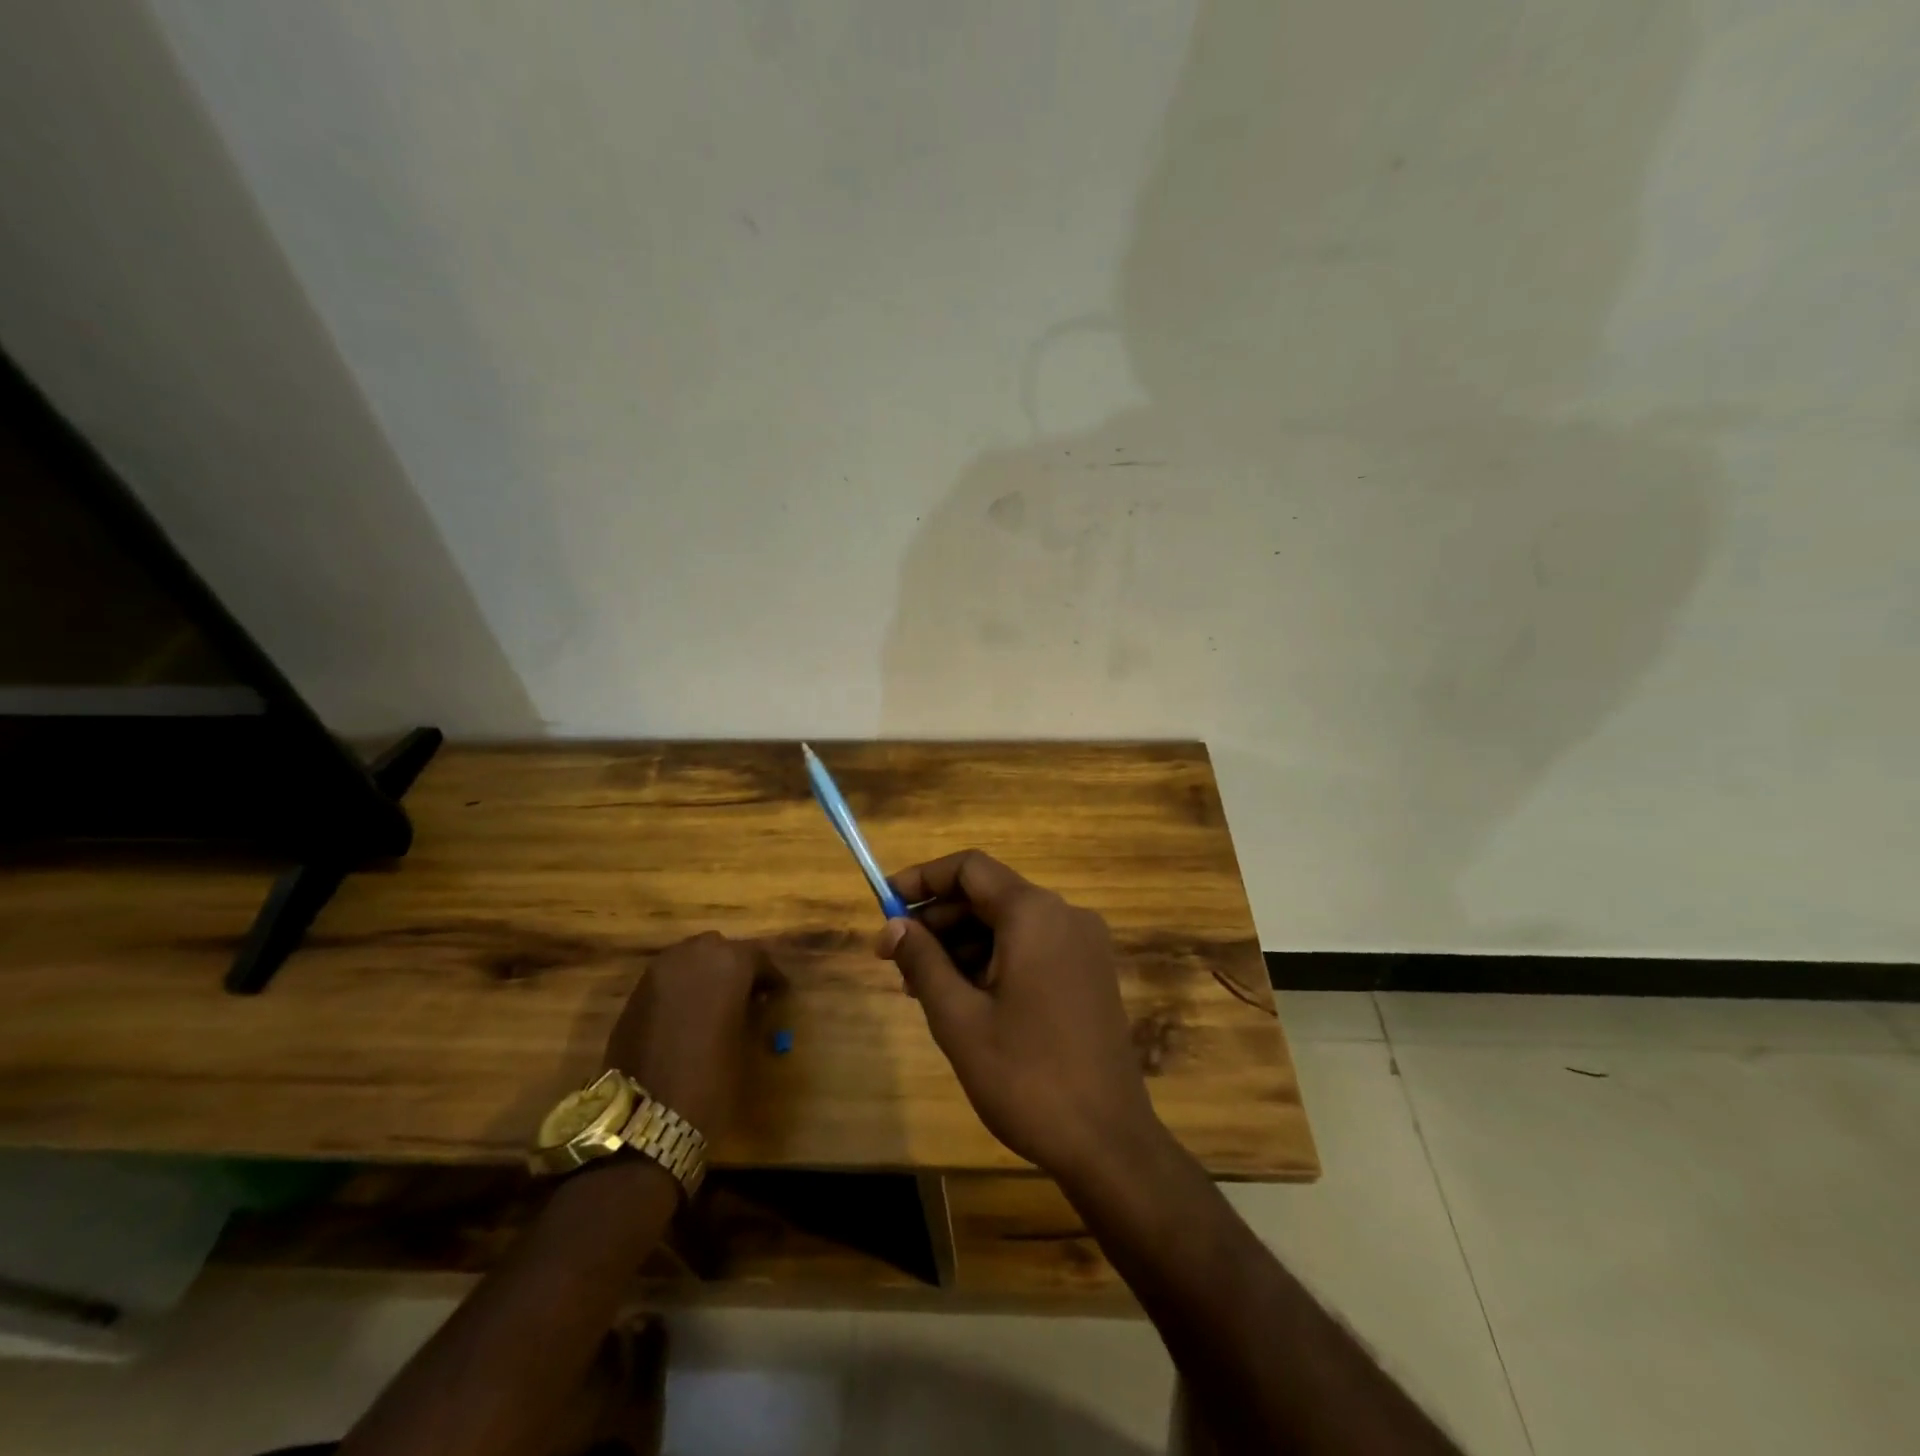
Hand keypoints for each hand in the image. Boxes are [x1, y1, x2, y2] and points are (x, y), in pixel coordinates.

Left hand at [604, 932, 781, 1140]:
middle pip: (720, 949)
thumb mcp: (744, 1043)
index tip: (779, 993)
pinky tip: (688, 1014)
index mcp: (728, 963)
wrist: (645, 1115)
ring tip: (716, 1003)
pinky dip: (682, 987)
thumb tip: (752, 1002)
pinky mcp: (636, 992)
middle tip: (747, 994)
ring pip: (691, 958)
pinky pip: (668, 977)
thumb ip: (749, 1011)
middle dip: (735, 967)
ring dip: (705, 973)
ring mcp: (659, 971)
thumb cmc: (711, 1078)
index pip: (757, 958)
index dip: (770, 976)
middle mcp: (693, 955)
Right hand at [877, 851, 1160, 1181]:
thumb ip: (923, 962)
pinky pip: (1032, 947)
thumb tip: (893, 926)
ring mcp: (1083, 944)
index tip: (886, 905)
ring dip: (962, 944)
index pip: (970, 868)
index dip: (923, 879)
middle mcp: (1064, 915)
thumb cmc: (1026, 1077)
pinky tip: (964, 997)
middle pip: (989, 896)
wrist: (1108, 1142)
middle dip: (938, 920)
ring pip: (1009, 924)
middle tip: (895, 959)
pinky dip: (993, 960)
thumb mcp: (959, 1019)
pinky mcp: (1090, 972)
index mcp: (1034, 914)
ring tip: (922, 987)